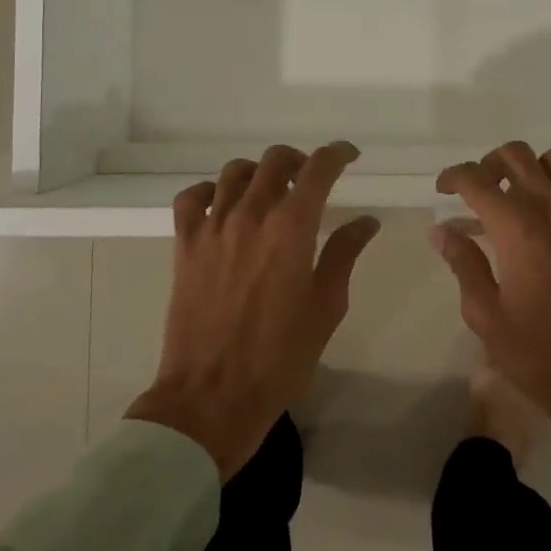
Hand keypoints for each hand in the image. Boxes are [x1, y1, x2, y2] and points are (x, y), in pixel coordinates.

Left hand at [127, 142, 379, 478]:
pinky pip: (192, 198)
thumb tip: (365, 221)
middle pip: (275, 161)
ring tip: (270, 191)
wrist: (212, 396)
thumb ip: (344, 254)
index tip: (349, 156)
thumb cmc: (280, 357)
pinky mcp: (185, 245)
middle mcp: (250, 215)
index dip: (337, 154)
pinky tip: (223, 205)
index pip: (319, 169)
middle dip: (300, 161)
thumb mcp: (326, 307)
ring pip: (235, 172)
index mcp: (291, 228)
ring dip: (259, 172)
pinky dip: (210, 191)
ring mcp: (212, 227)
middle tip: (312, 178)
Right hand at [434, 143, 550, 492]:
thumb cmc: (539, 355)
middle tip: (479, 191)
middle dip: (489, 164)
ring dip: (531, 170)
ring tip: (519, 198)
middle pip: (517, 156)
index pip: (476, 180)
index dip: (453, 176)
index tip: (442, 190)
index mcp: (518, 231)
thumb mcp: (485, 315)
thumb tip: (442, 230)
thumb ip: (463, 264)